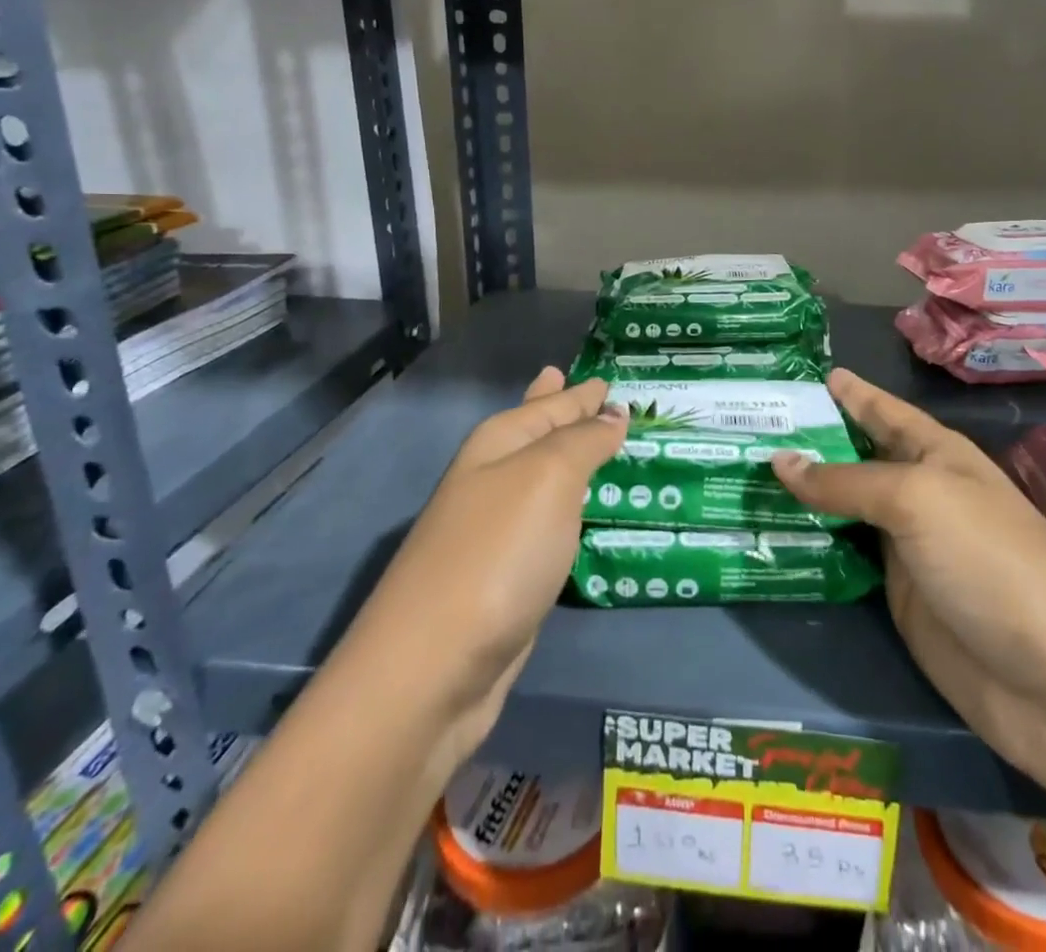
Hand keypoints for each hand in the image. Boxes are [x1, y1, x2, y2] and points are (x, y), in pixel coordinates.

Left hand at [355, 367, 626, 766]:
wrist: (433, 669)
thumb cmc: (497, 553)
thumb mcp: (549, 478)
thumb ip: (584, 441)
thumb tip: (612, 413)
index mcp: (499, 444)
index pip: (551, 404)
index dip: (582, 392)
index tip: (610, 376)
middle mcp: (493, 479)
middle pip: (538, 434)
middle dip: (565, 413)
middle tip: (595, 389)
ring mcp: (496, 530)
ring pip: (546, 481)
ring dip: (573, 462)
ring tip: (602, 444)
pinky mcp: (507, 576)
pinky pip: (551, 525)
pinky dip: (571, 511)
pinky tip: (584, 512)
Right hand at [772, 369, 1045, 790]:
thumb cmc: (989, 560)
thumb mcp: (916, 500)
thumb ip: (844, 481)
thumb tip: (779, 460)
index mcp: (937, 454)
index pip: (882, 411)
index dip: (848, 392)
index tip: (802, 374)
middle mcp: (919, 493)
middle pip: (856, 457)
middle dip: (810, 440)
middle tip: (747, 424)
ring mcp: (906, 545)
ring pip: (843, 507)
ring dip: (801, 493)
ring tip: (743, 472)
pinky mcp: (895, 595)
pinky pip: (843, 556)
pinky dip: (809, 542)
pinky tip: (767, 531)